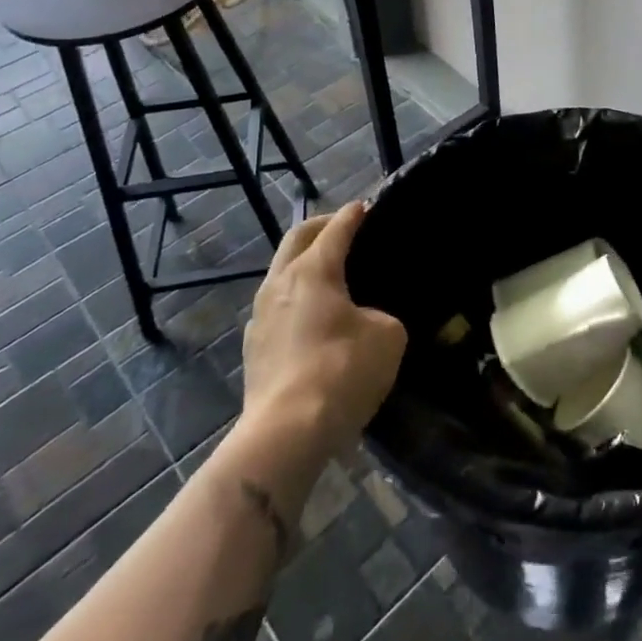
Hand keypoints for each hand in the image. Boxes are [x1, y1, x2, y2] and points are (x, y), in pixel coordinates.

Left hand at [240, 202, 406, 452]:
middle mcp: (280, 283)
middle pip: (297, 238)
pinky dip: (297, 296)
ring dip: (304, 262)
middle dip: (321, 226)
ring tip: (330, 273)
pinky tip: (314, 316)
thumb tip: (367, 319)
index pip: (336, 229)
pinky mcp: (254, 347)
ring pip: (281, 272)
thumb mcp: (387, 336)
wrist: (286, 434)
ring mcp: (260, 315)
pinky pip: (277, 306)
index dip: (354, 214)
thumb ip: (380, 314)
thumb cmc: (342, 372)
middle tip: (344, 228)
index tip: (367, 206)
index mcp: (314, 270)